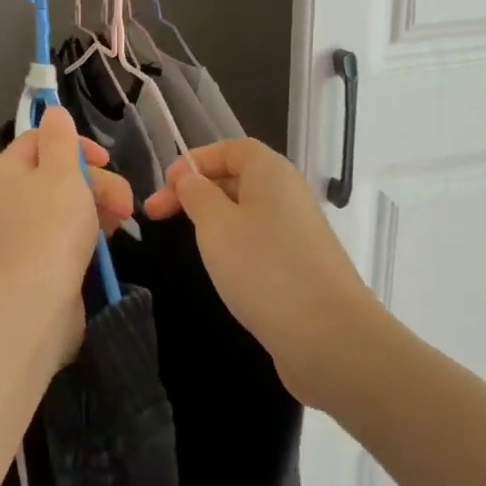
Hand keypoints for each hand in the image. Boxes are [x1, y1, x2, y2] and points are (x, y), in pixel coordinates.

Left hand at [0, 105, 133, 366]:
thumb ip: (60, 139)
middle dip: (97, 180)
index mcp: (5, 171)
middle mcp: (9, 198)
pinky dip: (89, 230)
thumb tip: (53, 112)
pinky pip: (68, 232)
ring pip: (68, 203)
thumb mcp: (60, 172)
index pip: (39, 139)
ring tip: (122, 220)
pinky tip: (108, 239)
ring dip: (99, 204)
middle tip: (123, 200)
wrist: (33, 304)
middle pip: (58, 172)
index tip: (104, 159)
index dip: (75, 143)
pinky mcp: (40, 258)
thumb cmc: (49, 228)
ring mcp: (24, 230)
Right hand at [144, 138, 380, 407]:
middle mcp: (289, 195)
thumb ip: (196, 195)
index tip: (164, 186)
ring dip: (214, 221)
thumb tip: (190, 179)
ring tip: (186, 242)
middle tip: (156, 217)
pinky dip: (235, 247)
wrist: (329, 337)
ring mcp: (298, 233)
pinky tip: (221, 270)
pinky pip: (260, 243)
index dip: (194, 160)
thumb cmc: (263, 268)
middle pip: (238, 178)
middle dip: (196, 191)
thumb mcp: (216, 225)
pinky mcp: (301, 267)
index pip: (231, 148)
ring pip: (247, 213)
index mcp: (271, 172)